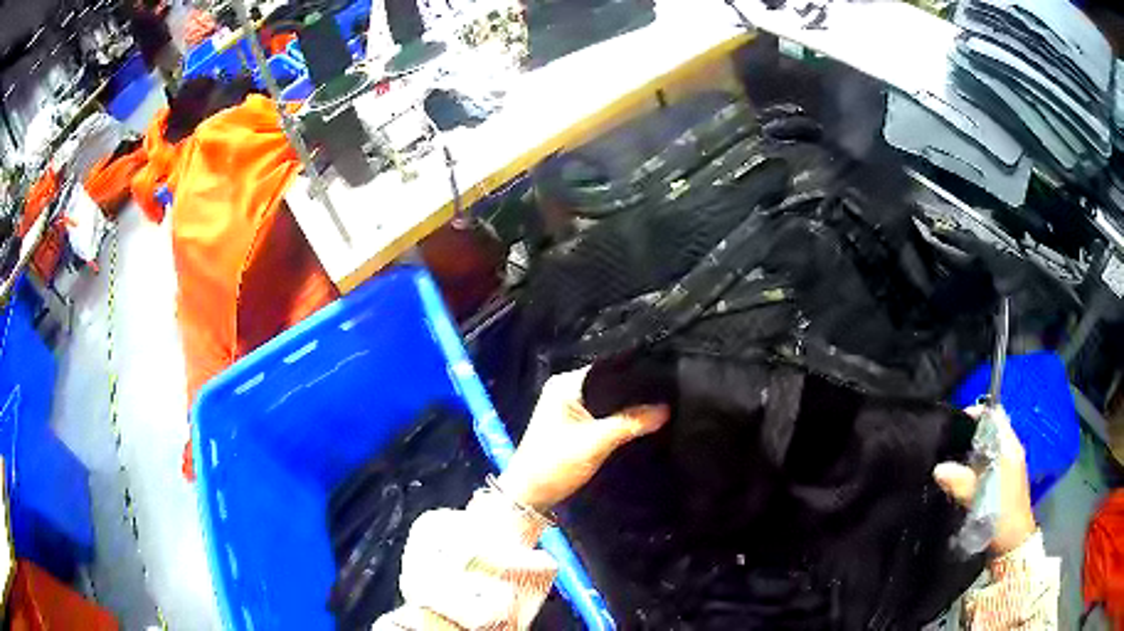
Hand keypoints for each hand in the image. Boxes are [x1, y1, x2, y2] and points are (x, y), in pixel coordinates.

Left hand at [497, 367, 669, 511]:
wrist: (531, 495)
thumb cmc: (556, 463)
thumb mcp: (596, 442)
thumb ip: (631, 422)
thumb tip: (667, 408)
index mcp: (565, 383)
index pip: (608, 368)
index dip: (635, 374)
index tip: (665, 379)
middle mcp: (565, 389)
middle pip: (609, 384)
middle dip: (634, 393)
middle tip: (667, 395)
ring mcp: (568, 407)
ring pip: (607, 401)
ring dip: (627, 407)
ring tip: (660, 406)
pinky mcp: (573, 424)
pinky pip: (602, 414)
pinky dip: (618, 418)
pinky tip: (640, 422)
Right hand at [933, 405, 1036, 555]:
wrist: (1013, 544)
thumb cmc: (1001, 516)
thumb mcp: (980, 500)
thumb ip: (961, 483)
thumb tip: (938, 468)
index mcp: (1009, 446)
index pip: (994, 415)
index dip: (976, 413)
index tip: (955, 420)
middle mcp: (1010, 450)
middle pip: (989, 430)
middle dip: (969, 434)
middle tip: (947, 443)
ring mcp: (1007, 465)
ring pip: (987, 448)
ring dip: (970, 451)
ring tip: (949, 459)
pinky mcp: (1002, 480)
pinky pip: (986, 462)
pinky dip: (974, 465)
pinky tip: (961, 477)